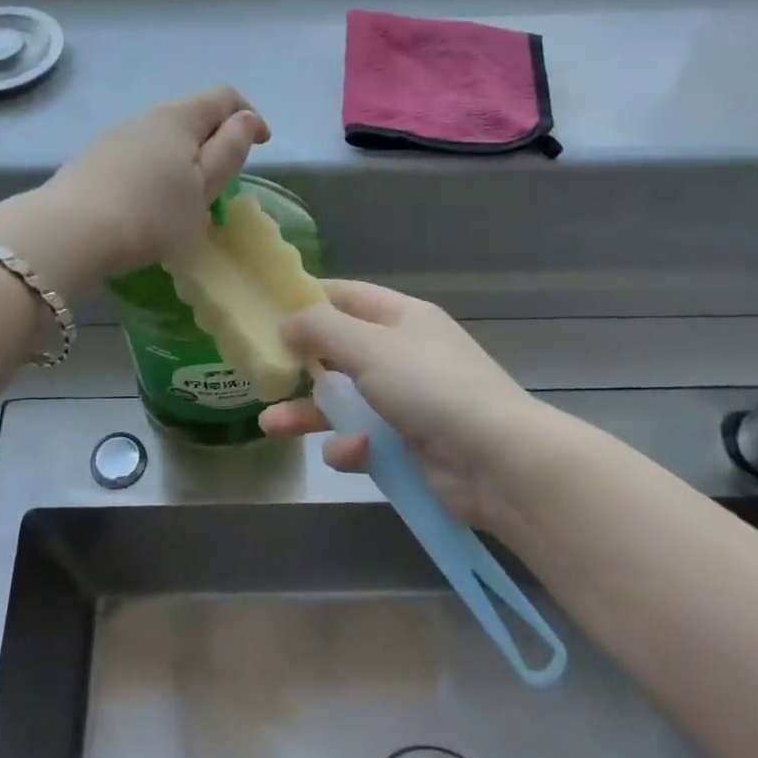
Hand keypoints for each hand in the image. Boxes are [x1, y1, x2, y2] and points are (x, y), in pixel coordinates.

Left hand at [41, 86, 269, 278]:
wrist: (70, 233)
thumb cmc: (151, 214)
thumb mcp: (203, 188)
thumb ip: (229, 150)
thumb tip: (244, 119)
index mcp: (178, 118)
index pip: (224, 96)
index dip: (249, 115)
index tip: (261, 145)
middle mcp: (145, 117)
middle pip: (191, 116)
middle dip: (215, 140)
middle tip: (223, 180)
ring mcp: (115, 138)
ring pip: (162, 139)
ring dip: (184, 159)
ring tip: (186, 199)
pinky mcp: (93, 161)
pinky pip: (139, 157)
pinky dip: (157, 172)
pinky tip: (150, 205)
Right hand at [260, 281, 554, 538]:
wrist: (497, 461)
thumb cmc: (430, 386)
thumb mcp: (370, 347)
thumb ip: (322, 330)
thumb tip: (285, 320)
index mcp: (402, 318)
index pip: (348, 296)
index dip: (309, 299)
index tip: (267, 307)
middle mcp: (404, 354)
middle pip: (340, 352)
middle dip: (301, 364)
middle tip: (261, 372)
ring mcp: (407, 402)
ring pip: (345, 401)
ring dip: (309, 412)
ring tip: (269, 425)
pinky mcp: (407, 445)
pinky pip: (364, 440)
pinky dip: (351, 447)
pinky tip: (348, 454)